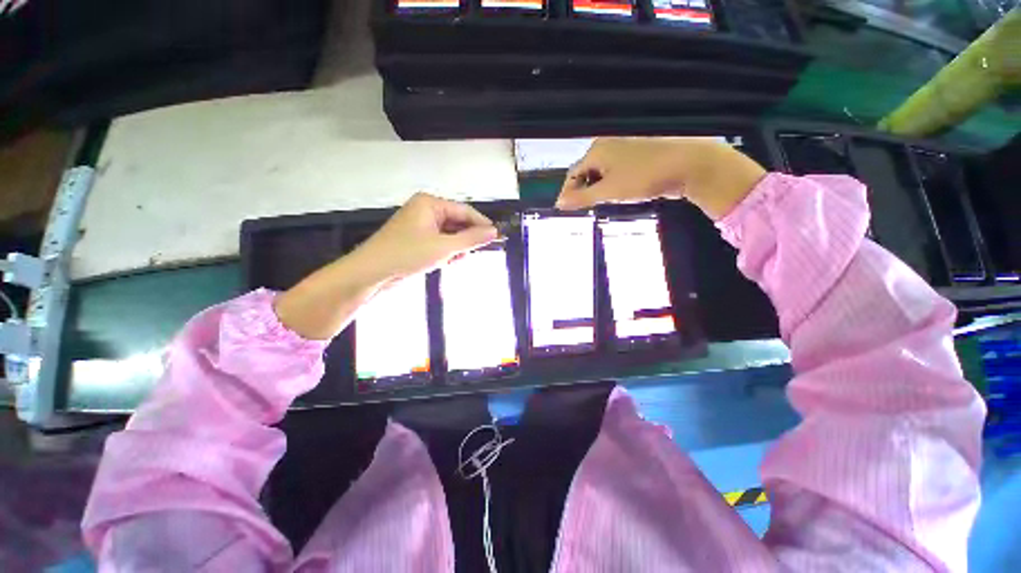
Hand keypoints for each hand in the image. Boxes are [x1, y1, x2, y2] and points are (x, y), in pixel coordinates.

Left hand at [351, 192, 498, 284]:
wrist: (372, 273)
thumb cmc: (407, 254)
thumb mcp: (444, 247)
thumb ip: (471, 239)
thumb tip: (494, 232)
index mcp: (430, 204)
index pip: (465, 211)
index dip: (482, 224)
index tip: (497, 237)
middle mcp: (426, 211)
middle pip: (458, 222)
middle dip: (466, 239)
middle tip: (475, 253)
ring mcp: (421, 226)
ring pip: (450, 235)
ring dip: (456, 248)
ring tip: (454, 260)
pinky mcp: (417, 240)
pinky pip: (440, 242)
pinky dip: (446, 252)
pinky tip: (446, 262)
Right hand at [555, 137, 766, 219]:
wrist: (687, 165)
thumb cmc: (643, 177)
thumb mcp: (608, 191)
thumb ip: (581, 198)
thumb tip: (559, 203)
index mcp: (596, 151)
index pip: (572, 174)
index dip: (568, 193)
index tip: (567, 211)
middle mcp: (607, 145)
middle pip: (586, 173)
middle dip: (584, 192)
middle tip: (587, 209)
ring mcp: (623, 149)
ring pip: (601, 173)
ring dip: (598, 190)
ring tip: (604, 204)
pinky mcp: (636, 155)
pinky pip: (616, 172)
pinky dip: (612, 185)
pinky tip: (620, 194)